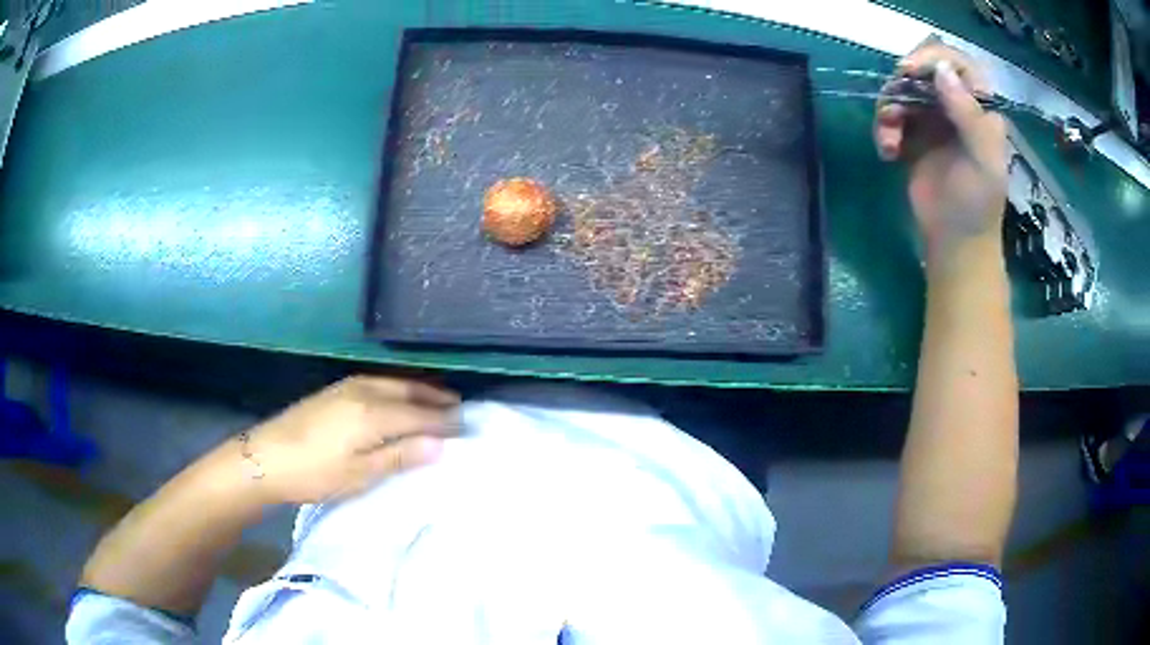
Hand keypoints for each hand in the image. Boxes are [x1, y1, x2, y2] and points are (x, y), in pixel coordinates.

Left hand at [247, 376, 459, 503]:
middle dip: (436, 398)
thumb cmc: (315, 472)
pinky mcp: (334, 391)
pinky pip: (378, 382)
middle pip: (409, 390)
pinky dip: (398, 389)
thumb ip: (400, 455)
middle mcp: (364, 391)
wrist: (266, 457)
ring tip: (436, 400)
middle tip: (459, 408)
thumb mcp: (360, 473)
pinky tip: (397, 398)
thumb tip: (440, 444)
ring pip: (393, 383)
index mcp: (374, 412)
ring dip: (418, 391)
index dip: (445, 421)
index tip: (468, 427)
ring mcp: (347, 387)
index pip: (420, 414)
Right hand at [874, 42, 1007, 253]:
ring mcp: (933, 120)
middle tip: (893, 107)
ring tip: (889, 140)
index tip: (909, 71)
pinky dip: (884, 129)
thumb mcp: (983, 161)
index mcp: (979, 108)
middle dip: (903, 85)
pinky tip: (887, 151)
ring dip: (889, 110)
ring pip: (902, 91)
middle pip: (923, 71)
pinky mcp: (913, 136)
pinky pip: (892, 115)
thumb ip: (969, 115)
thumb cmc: (977, 205)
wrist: (956, 244)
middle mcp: (955, 107)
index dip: (932, 58)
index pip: (957, 63)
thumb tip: (942, 71)